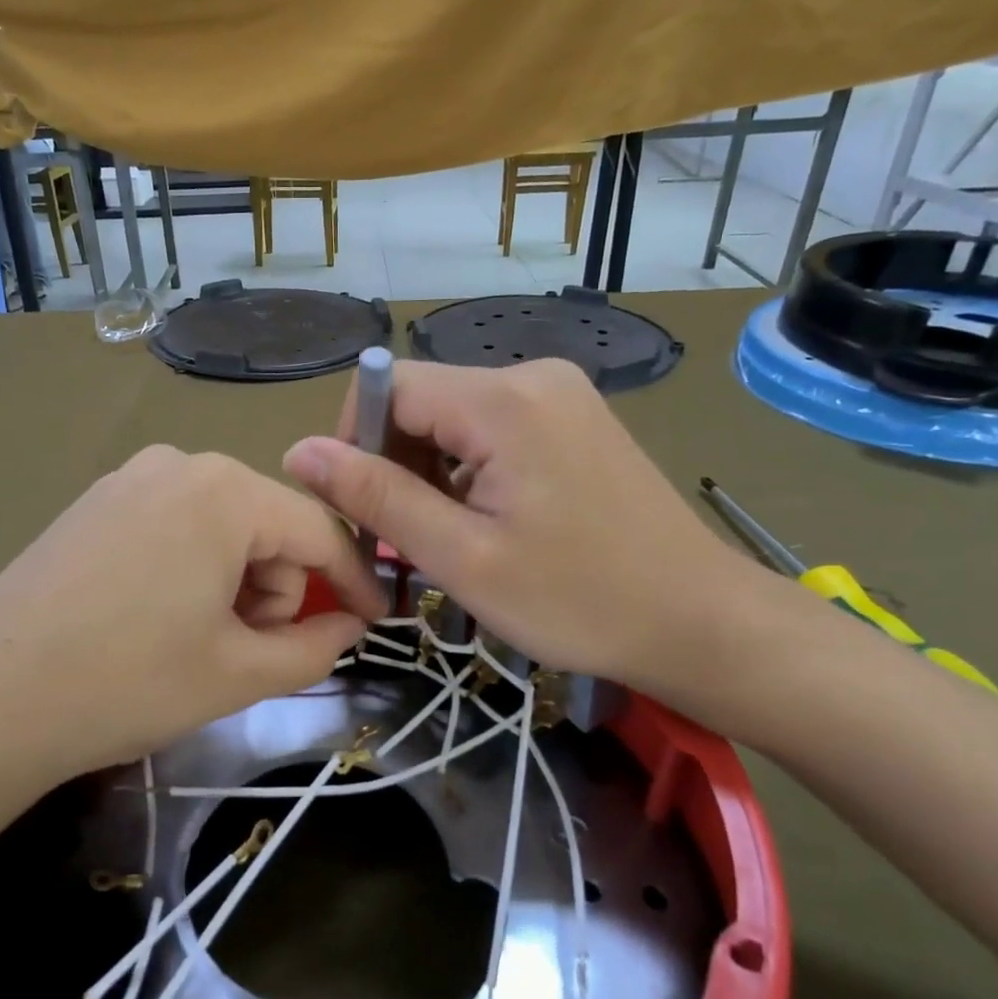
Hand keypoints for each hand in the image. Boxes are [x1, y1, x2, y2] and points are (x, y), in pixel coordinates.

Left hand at [0, 446, 385, 784]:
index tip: (375, 621)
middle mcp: (181, 464)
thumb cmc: (128, 683)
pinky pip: (175, 525)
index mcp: (225, 492)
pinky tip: (162, 617)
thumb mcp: (239, 673)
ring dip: (236, 582)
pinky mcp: (96, 502)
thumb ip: (315, 646)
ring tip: (203, 641)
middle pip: (267, 525)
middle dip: (278, 589)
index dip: (353, 581)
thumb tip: (349, 625)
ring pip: (222, 525)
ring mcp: (130, 478)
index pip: (317, 532)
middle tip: (252, 652)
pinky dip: (194, 568)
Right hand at [283, 359, 764, 705]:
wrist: (698, 621)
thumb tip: (299, 451)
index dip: (353, 441)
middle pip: (422, 399)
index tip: (356, 511)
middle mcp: (532, 376)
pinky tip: (488, 522)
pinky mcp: (575, 419)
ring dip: (430, 472)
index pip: (387, 386)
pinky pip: (493, 429)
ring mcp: (561, 395)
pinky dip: (468, 470)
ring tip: (450, 539)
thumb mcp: (461, 557)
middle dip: (393, 463)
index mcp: (503, 401)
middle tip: (404, 540)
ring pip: (454, 417)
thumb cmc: (578, 601)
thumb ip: (376, 497)